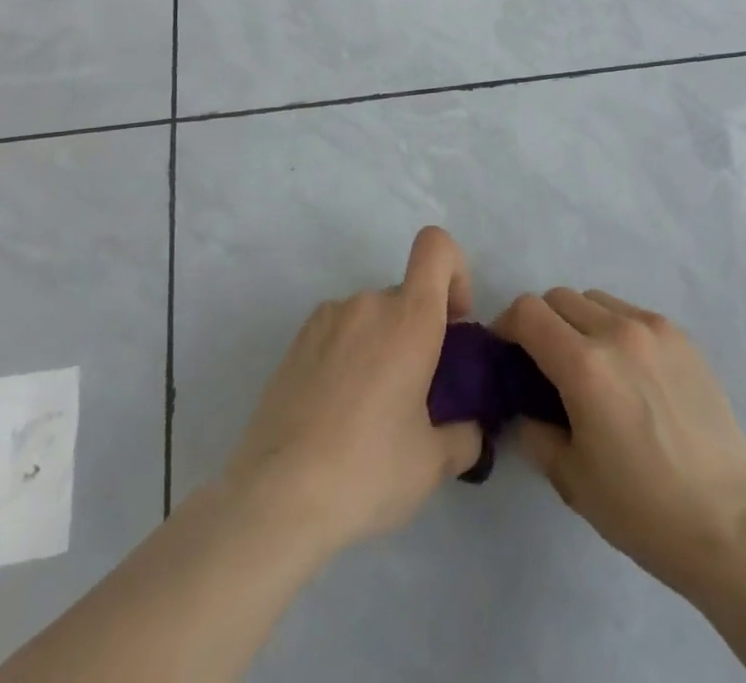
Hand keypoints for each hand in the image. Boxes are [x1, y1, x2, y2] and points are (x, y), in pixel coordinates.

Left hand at [223, 227, 484, 552]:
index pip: (436, 247)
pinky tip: (336, 411)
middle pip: (406, 295)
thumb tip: (470, 430)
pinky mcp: (296, 341)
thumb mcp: (432, 464)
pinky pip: (339, 332)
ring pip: (372, 317)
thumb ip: (464, 436)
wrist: (275, 499)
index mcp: (410, 318)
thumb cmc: (367, 470)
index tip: (455, 323)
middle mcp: (369, 303)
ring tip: (370, 411)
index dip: (455, 272)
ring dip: (382, 346)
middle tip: (415, 393)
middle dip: (419, 331)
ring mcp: (327, 318)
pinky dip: (349, 356)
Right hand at [496, 288, 745, 596]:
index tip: (505, 352)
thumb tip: (526, 407)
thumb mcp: (571, 479)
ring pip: (596, 300)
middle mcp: (618, 332)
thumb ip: (536, 431)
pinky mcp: (681, 337)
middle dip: (541, 323)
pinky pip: (631, 314)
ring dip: (579, 322)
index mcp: (584, 365)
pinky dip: (615, 329)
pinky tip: (629, 374)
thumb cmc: (642, 509)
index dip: (506, 325)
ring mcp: (654, 329)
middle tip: (544, 364)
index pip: (528, 312)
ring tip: (590, 366)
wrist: (729, 522)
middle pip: (559, 298)